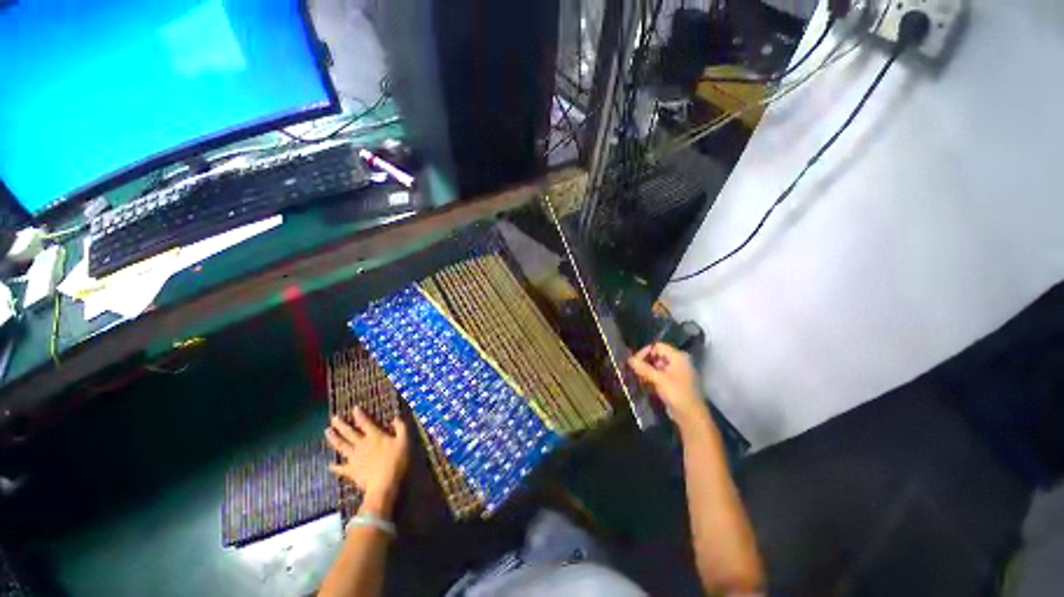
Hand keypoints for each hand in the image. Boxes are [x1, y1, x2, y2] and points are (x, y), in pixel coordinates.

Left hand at [325, 408, 408, 515]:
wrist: (384, 484)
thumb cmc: (397, 460)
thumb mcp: (405, 440)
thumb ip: (401, 427)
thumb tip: (395, 417)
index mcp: (375, 436)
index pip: (365, 422)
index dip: (359, 415)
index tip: (354, 408)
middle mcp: (362, 444)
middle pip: (349, 433)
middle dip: (341, 424)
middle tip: (334, 418)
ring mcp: (354, 458)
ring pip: (341, 446)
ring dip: (334, 439)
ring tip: (327, 432)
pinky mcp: (351, 471)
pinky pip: (341, 468)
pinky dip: (334, 467)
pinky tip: (329, 465)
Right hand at [628, 343, 709, 428]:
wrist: (691, 416)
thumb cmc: (676, 393)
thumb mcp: (658, 379)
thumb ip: (643, 368)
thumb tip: (629, 359)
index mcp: (678, 356)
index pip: (657, 346)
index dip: (645, 352)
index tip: (635, 362)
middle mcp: (678, 361)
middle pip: (657, 355)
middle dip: (645, 362)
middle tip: (634, 370)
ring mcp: (677, 372)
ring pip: (658, 366)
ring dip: (647, 370)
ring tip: (638, 378)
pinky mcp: (674, 383)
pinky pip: (661, 375)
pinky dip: (652, 377)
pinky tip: (645, 384)